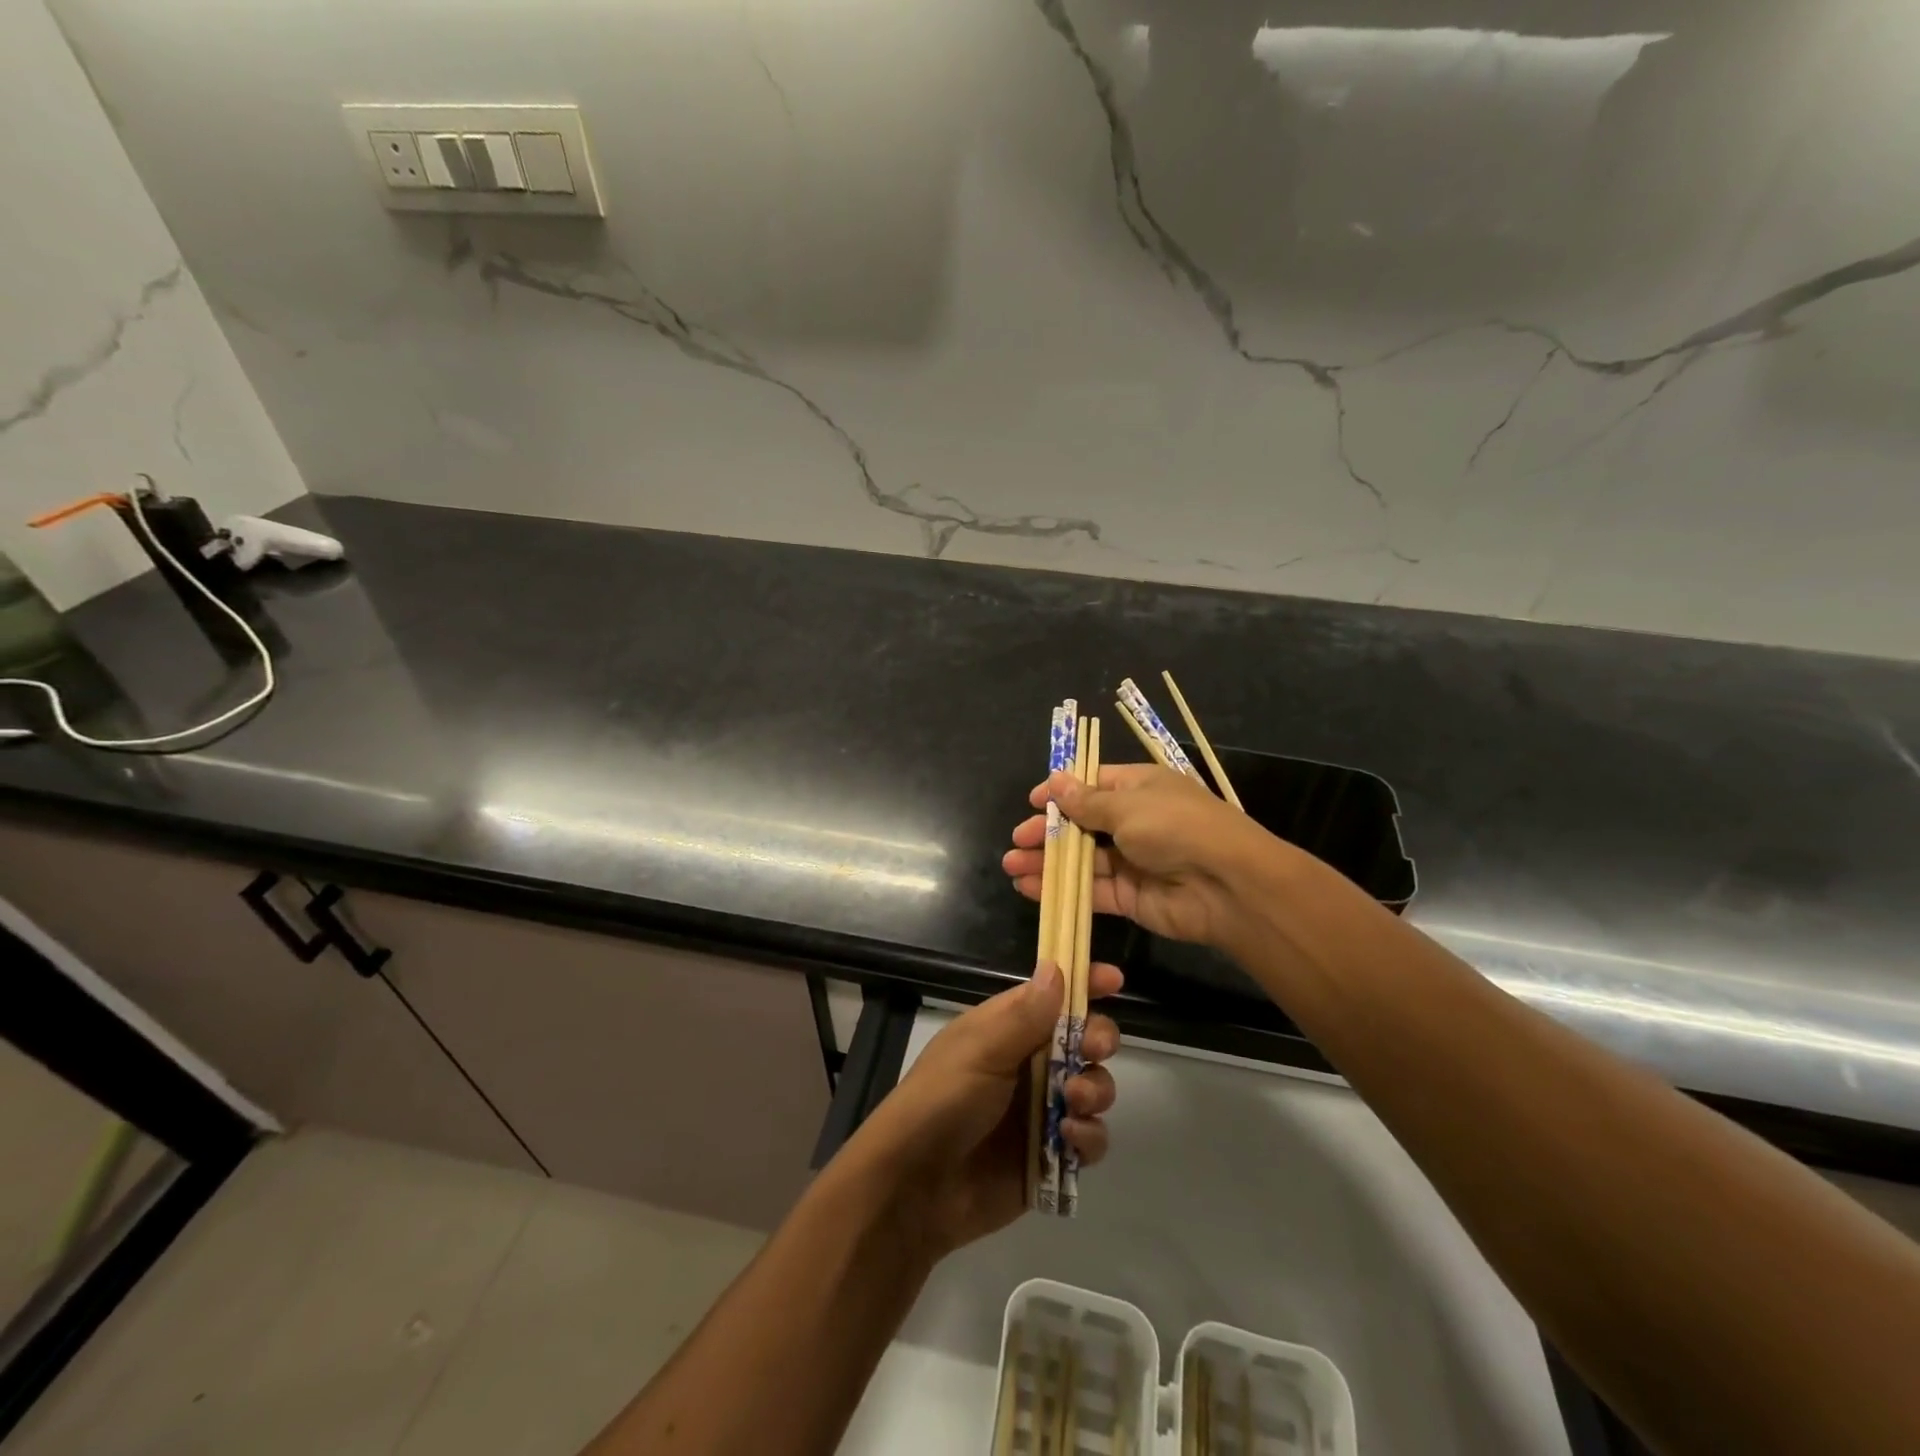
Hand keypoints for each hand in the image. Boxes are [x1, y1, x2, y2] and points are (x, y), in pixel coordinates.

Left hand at [846, 960, 1120, 1256]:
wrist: (915, 1188)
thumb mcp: (980, 1050)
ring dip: (1096, 1089)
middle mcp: (1029, 1063)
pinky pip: (1089, 1138)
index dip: (1083, 984)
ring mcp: (1042, 1109)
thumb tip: (1056, 967)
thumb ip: (1024, 1015)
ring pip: (1094, 1086)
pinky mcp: (1050, 1154)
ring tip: (1074, 1102)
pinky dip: (1089, 1136)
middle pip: (1083, 1039)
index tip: (1114, 981)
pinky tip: (1068, 1140)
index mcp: (1006, 1028)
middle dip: (1098, 1039)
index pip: (1052, 995)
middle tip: (1093, 1049)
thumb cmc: (942, 1101)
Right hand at [1003, 763, 1275, 949]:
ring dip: (1047, 861)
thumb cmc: (1176, 827)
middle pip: (1082, 824)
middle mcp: (1135, 822)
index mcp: (1139, 789)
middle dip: (1048, 831)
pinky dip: (1060, 888)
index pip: (1092, 784)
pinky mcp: (1130, 896)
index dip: (1062, 792)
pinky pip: (1090, 889)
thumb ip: (1087, 802)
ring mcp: (1132, 861)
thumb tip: (1055, 781)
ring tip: (1011, 866)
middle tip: (1017, 840)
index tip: (1033, 802)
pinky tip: (1029, 887)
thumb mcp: (1128, 806)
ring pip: (1081, 859)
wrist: (1227, 885)